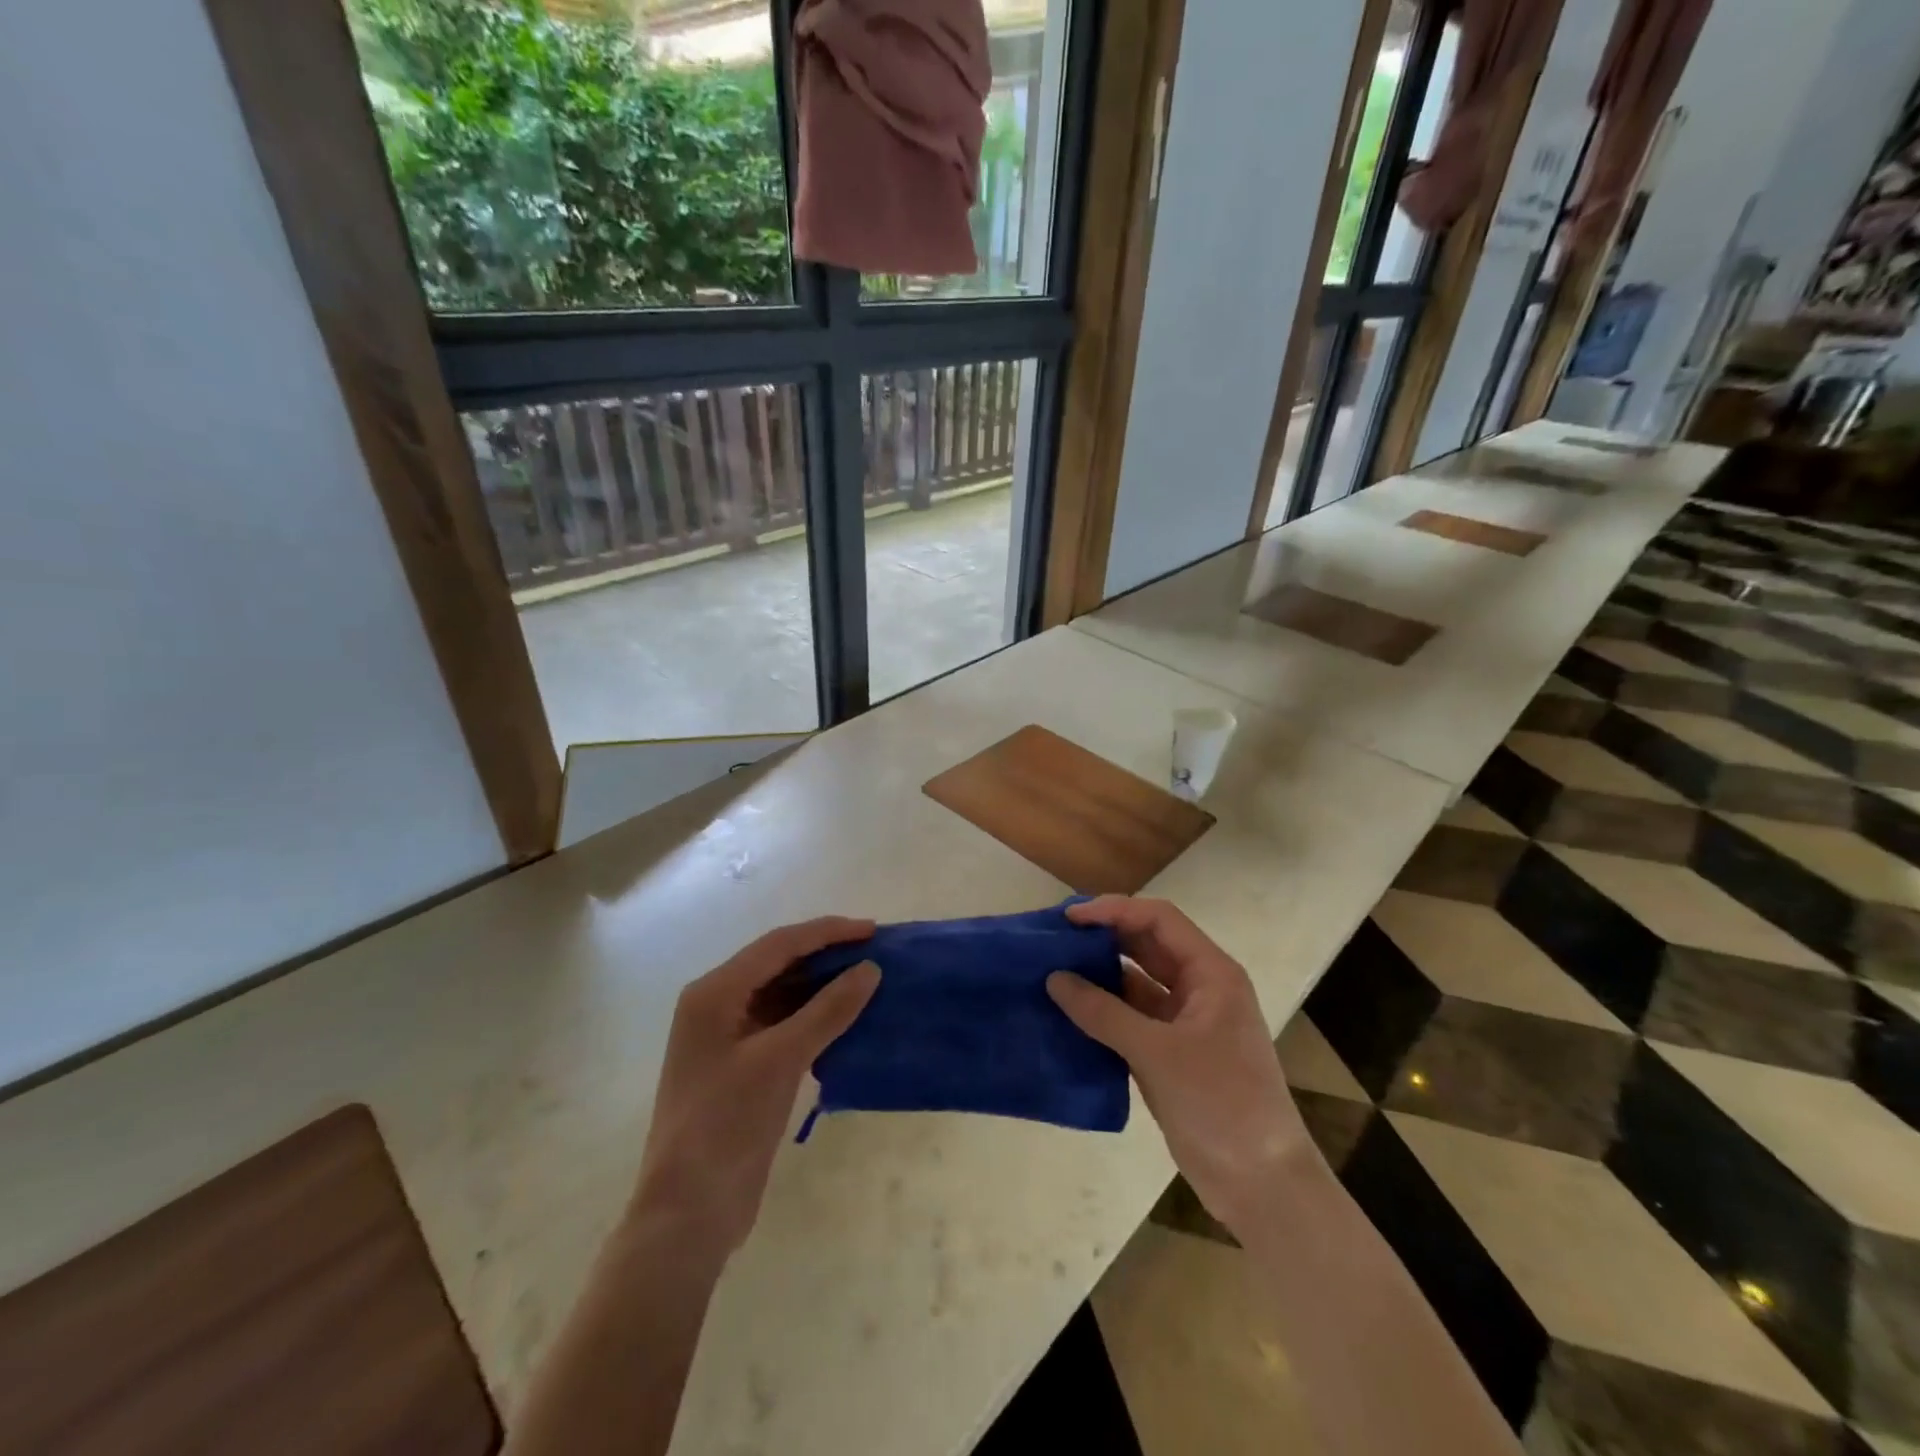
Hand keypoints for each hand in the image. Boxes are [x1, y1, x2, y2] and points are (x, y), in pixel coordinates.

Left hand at [632, 917, 879, 1254]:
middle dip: (826, 956)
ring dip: (823, 987)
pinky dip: (814, 1017)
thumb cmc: (725, 1125)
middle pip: (779, 964)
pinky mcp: (742, 1066)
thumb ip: (827, 1010)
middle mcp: (717, 1005)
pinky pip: (783, 1025)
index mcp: (715, 993)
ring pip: (782, 994)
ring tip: (868, 980)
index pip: (779, 945)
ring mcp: (728, 1037)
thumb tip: (869, 970)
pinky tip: (846, 1019)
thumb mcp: (780, 1061)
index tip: (872, 931)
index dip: (827, 933)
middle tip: (876, 953)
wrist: (688, 1214)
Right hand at [1047, 897, 1312, 1236]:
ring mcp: (1186, 1021)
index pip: (1159, 920)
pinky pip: (1132, 1017)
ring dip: (1100, 974)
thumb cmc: (1220, 1104)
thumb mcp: (1158, 1053)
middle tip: (1055, 938)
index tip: (1070, 918)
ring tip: (1053, 969)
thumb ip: (1103, 1013)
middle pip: (1147, 945)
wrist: (1261, 1184)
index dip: (1115, 910)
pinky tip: (1069, 1011)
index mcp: (1212, 973)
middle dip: (1104, 937)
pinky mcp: (1171, 1052)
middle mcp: (1200, 988)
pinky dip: (1103, 1011)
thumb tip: (1054, 979)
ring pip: (1137, 981)